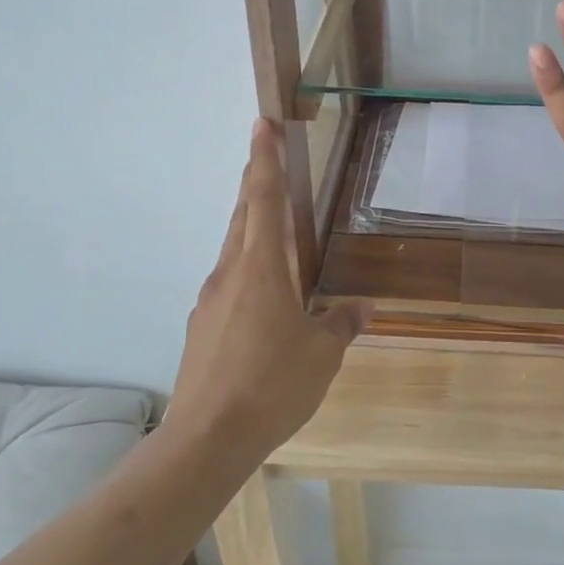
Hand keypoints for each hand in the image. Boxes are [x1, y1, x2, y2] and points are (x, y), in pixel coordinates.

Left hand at [163, 120, 369, 462]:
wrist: (205, 440)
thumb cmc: (271, 385)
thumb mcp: (322, 355)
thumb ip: (342, 324)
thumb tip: (362, 307)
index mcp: (261, 268)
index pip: (264, 199)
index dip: (264, 159)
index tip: (261, 124)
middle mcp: (230, 274)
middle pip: (242, 215)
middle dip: (254, 182)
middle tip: (265, 156)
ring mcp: (210, 301)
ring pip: (233, 248)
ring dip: (250, 225)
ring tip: (272, 225)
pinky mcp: (201, 328)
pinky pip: (228, 282)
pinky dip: (246, 269)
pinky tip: (263, 298)